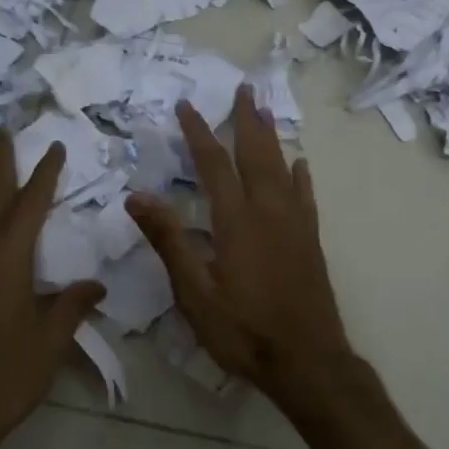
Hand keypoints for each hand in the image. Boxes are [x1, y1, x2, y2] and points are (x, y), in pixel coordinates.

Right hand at [128, 85, 353, 403]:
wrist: (307, 360)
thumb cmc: (243, 330)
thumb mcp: (194, 292)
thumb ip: (169, 241)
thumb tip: (137, 195)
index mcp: (236, 221)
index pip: (214, 164)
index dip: (198, 132)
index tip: (186, 105)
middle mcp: (269, 212)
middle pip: (256, 154)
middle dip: (246, 120)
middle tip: (244, 88)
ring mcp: (295, 225)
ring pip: (282, 168)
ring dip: (271, 137)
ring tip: (265, 111)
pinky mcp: (310, 241)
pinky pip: (305, 196)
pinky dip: (300, 176)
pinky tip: (300, 165)